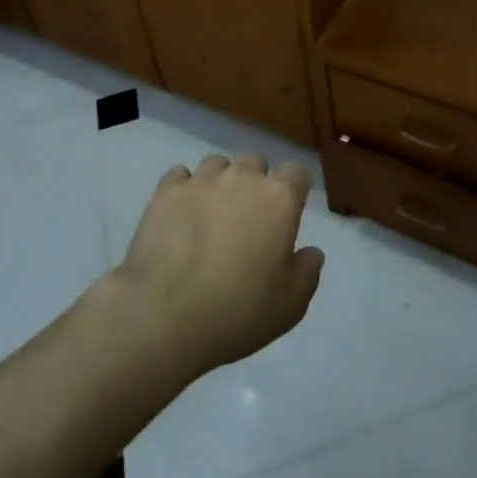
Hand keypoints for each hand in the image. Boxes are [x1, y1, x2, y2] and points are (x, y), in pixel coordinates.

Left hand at [106, 153, 324, 379]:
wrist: (165, 316)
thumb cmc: (237, 312)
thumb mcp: (290, 305)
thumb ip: (307, 271)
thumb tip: (311, 251)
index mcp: (279, 198)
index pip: (297, 172)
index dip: (294, 190)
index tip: (288, 212)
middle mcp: (242, 177)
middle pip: (255, 162)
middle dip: (255, 182)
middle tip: (248, 217)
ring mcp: (202, 180)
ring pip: (217, 164)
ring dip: (220, 182)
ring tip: (211, 214)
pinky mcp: (166, 190)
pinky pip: (180, 175)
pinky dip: (184, 188)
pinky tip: (181, 213)